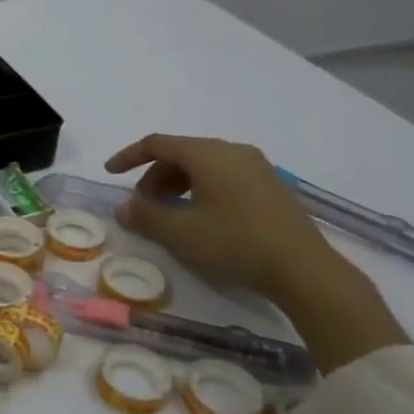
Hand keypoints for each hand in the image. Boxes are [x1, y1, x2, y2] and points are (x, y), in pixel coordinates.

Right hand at [105, 133, 338, 302]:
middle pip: (181, 153)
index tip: (110, 173)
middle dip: (154, 176)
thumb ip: (145, 216)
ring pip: (203, 165)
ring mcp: (256, 167)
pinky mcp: (270, 187)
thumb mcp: (180, 233)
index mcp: (208, 154)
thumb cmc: (234, 243)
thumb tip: (123, 207)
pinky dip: (200, 189)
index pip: (157, 143)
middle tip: (143, 205)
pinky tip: (200, 218)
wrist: (304, 269)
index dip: (128, 156)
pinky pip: (223, 176)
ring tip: (169, 214)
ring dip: (177, 184)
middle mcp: (232, 151)